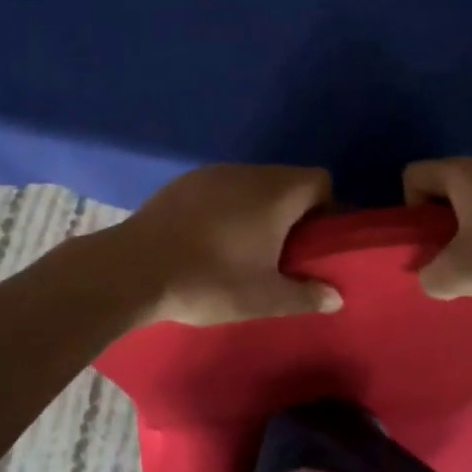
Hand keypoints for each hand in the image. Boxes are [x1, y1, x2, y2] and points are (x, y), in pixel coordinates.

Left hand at [106, 165, 341, 326]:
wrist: (135, 268)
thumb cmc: (210, 280)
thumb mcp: (264, 299)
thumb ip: (306, 295)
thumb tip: (336, 296)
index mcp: (276, 193)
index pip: (320, 180)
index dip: (325, 207)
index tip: (313, 241)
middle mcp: (248, 172)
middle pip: (286, 180)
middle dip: (291, 211)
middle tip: (281, 251)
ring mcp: (212, 173)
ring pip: (251, 183)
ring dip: (257, 208)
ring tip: (243, 247)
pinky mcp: (183, 182)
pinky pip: (220, 187)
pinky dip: (225, 206)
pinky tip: (208, 239)